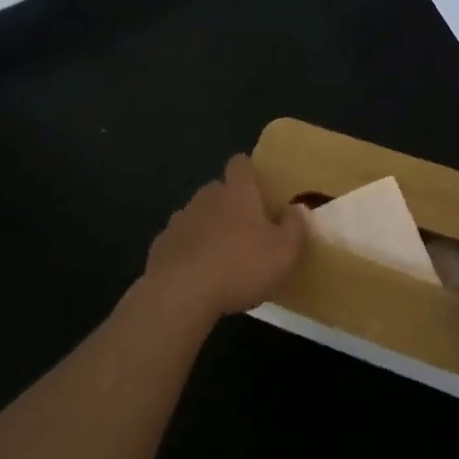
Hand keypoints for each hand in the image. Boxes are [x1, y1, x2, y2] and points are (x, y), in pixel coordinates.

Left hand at [140, 155, 304, 324]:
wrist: (180, 294)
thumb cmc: (240, 266)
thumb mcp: (284, 252)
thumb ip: (295, 227)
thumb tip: (298, 208)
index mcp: (237, 193)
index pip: (240, 164)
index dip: (249, 170)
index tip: (259, 184)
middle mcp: (206, 198)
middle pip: (218, 189)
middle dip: (230, 202)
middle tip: (247, 226)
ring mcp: (179, 220)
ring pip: (198, 214)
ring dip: (209, 227)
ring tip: (222, 254)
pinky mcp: (161, 246)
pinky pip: (180, 240)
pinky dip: (189, 250)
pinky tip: (198, 273)